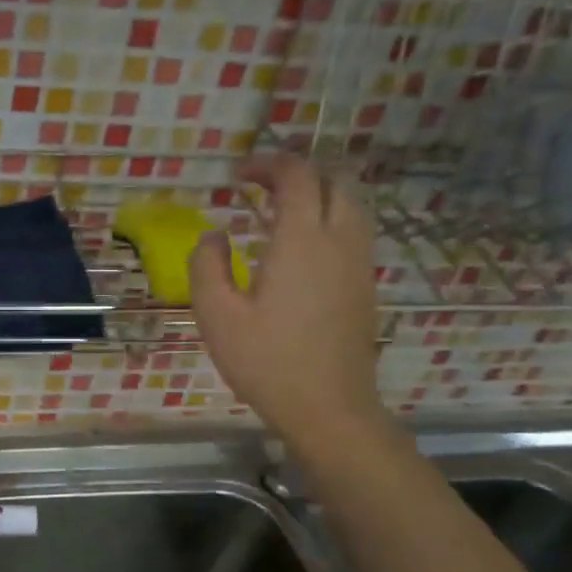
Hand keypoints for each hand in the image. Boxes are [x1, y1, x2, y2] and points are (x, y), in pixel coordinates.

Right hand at [190, 153, 383, 442]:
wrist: (328, 407)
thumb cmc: (266, 362)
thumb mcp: (216, 316)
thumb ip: (206, 266)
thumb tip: (214, 235)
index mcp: (301, 241)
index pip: (297, 176)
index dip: (268, 163)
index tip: (238, 174)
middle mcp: (339, 240)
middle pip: (333, 179)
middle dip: (297, 171)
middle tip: (259, 186)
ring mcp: (358, 262)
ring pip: (351, 202)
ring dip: (317, 192)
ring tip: (278, 210)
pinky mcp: (365, 283)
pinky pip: (354, 229)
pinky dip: (329, 216)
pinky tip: (300, 244)